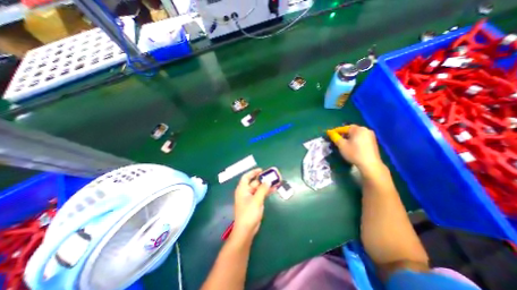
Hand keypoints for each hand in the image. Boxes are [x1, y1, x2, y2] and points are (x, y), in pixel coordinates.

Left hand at [234, 169, 273, 241]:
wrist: (246, 230)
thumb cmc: (248, 213)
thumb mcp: (256, 200)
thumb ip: (262, 189)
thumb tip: (268, 181)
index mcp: (242, 189)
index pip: (246, 177)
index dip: (253, 172)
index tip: (261, 170)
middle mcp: (246, 192)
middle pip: (254, 182)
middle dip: (263, 179)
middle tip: (272, 176)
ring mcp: (251, 198)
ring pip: (259, 189)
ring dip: (266, 186)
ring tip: (276, 182)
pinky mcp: (255, 203)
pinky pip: (261, 194)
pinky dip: (266, 192)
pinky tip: (274, 189)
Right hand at [334, 125, 379, 173]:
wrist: (370, 164)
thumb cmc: (354, 153)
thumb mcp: (341, 145)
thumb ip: (335, 137)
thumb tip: (330, 132)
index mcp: (358, 129)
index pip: (344, 128)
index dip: (336, 131)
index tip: (330, 134)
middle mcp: (365, 129)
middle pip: (351, 130)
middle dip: (343, 134)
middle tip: (337, 139)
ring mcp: (370, 135)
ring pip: (356, 134)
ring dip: (349, 136)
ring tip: (343, 142)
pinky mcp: (373, 141)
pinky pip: (361, 137)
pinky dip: (355, 139)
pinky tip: (352, 145)